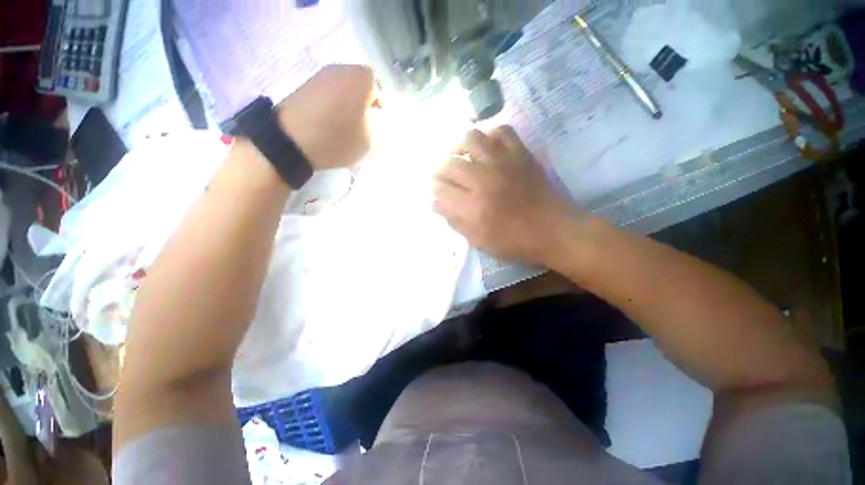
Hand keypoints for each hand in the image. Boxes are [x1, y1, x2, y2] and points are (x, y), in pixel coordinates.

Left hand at [276, 65, 376, 169]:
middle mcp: (342, 69)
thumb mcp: (369, 142)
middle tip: (363, 123)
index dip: (380, 108)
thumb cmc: (337, 139)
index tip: (377, 124)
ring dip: (348, 102)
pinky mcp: (306, 83)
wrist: (291, 140)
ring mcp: (321, 74)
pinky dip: (333, 103)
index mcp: (362, 79)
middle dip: (364, 103)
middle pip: (361, 85)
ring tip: (346, 123)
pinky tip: (330, 120)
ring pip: (344, 87)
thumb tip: (375, 123)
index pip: (380, 90)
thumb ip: (379, 130)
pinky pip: (328, 91)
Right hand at [433, 127, 576, 265]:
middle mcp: (484, 179)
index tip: (435, 191)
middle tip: (443, 178)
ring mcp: (503, 162)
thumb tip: (435, 204)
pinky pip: (501, 131)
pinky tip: (487, 150)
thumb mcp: (479, 241)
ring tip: (460, 158)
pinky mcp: (520, 154)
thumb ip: (454, 221)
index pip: (440, 189)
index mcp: (473, 206)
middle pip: (450, 163)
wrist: (553, 231)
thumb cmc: (514, 241)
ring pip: (471, 138)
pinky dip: (490, 137)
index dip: (433, 189)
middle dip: (439, 170)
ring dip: (459, 148)